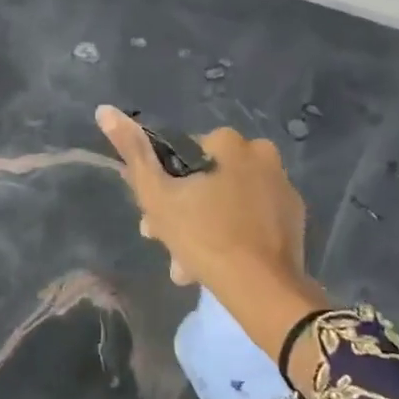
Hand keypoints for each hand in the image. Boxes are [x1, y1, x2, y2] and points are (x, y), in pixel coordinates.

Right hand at [96, 105, 322, 358]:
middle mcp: (260, 153)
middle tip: (165, 242)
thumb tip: (104, 110)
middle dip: (182, 209)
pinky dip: (232, 232)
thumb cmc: (203, 235)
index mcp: (228, 142)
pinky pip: (251, 216)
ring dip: (203, 225)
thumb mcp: (156, 194)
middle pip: (206, 178)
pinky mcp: (294, 216)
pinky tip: (216, 261)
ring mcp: (281, 185)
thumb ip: (133, 150)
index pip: (181, 154)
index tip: (151, 216)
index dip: (161, 184)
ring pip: (227, 199)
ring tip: (187, 264)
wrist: (261, 288)